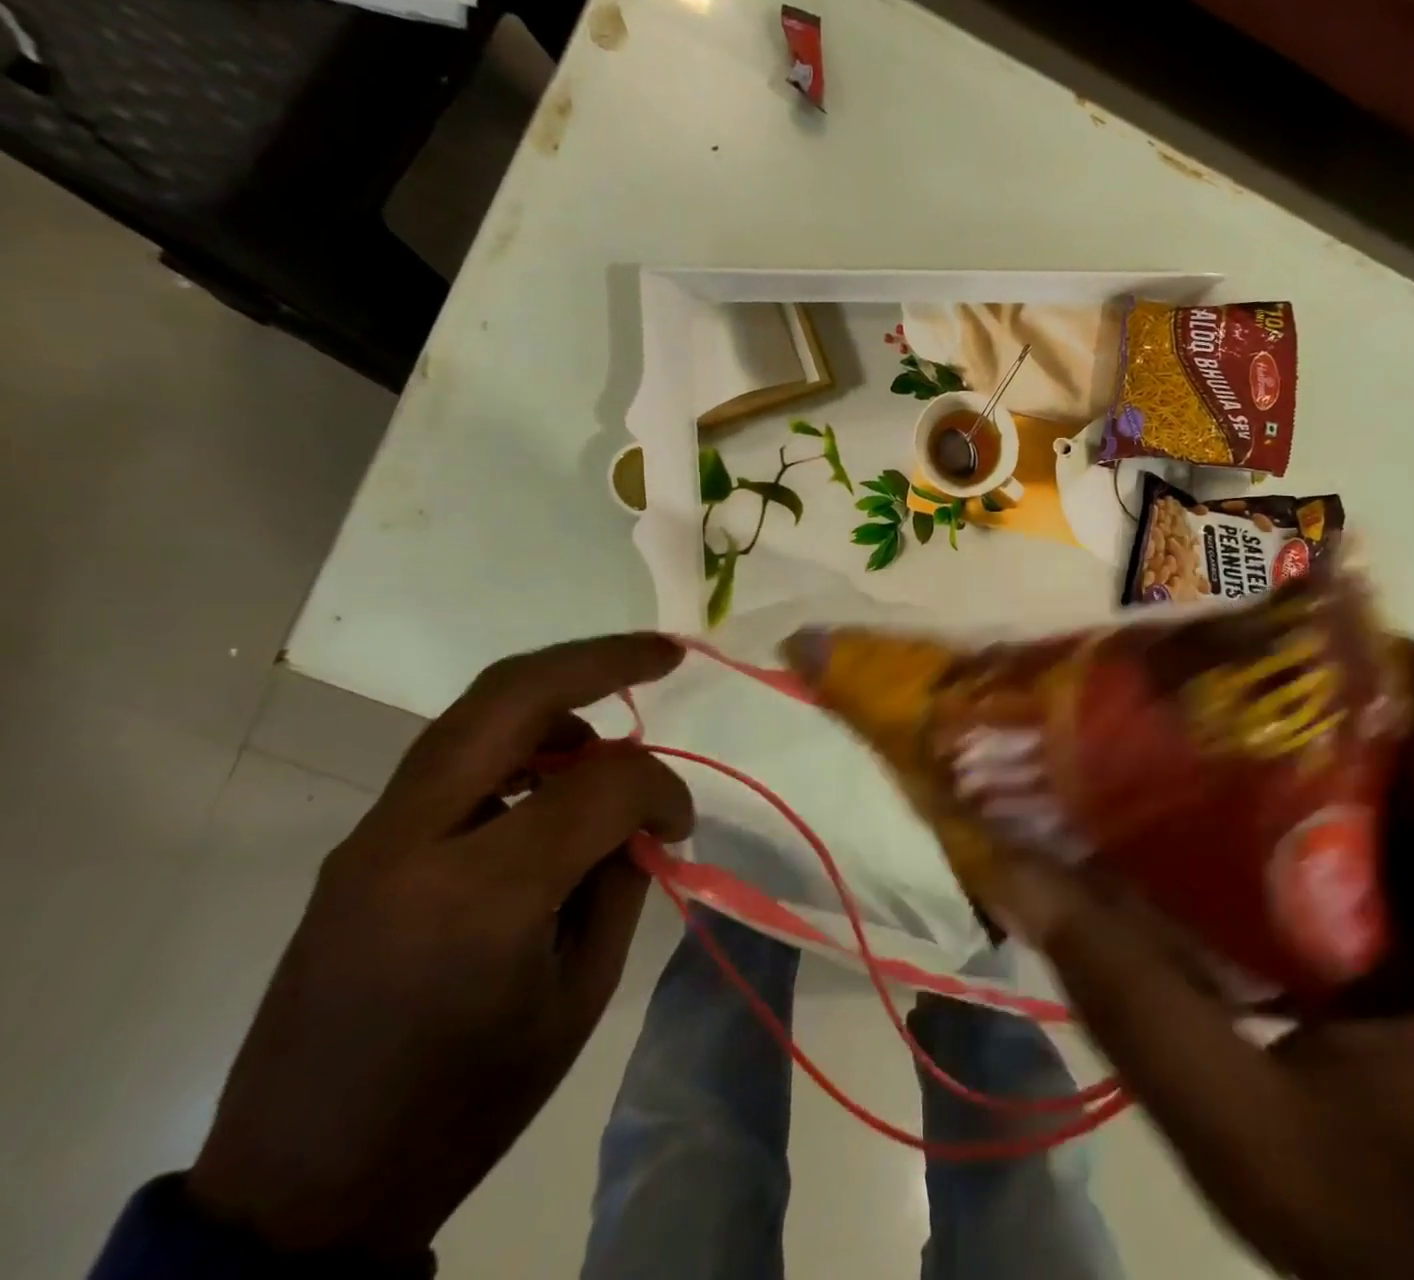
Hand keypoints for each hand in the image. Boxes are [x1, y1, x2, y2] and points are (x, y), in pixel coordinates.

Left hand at [188, 635, 693, 1259]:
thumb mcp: (579, 994)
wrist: (305, 1186)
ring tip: (610, 731)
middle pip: (513, 693)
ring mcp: (374, 834)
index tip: (681, 823)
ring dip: (558, 696)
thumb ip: (618, 879)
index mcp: (482, 894)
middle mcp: (414, 838)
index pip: (602, 786)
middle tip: (667, 653)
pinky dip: (518, 738)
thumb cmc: (469, 1102)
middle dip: (603, 658)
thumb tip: (638, 812)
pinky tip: (551, 773)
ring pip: (476, 711)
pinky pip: (453, 755)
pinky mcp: (361, 843)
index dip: (662, 789)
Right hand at [986, 644, 1413, 1279]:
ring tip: (1240, 761)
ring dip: (1350, 753)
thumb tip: (1017, 870)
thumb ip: (1130, 996)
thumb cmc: (1410, 1268)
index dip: (1350, 654)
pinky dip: (1381, 810)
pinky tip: (1296, 846)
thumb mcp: (1246, 1141)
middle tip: (1214, 705)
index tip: (1238, 654)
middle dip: (1330, 700)